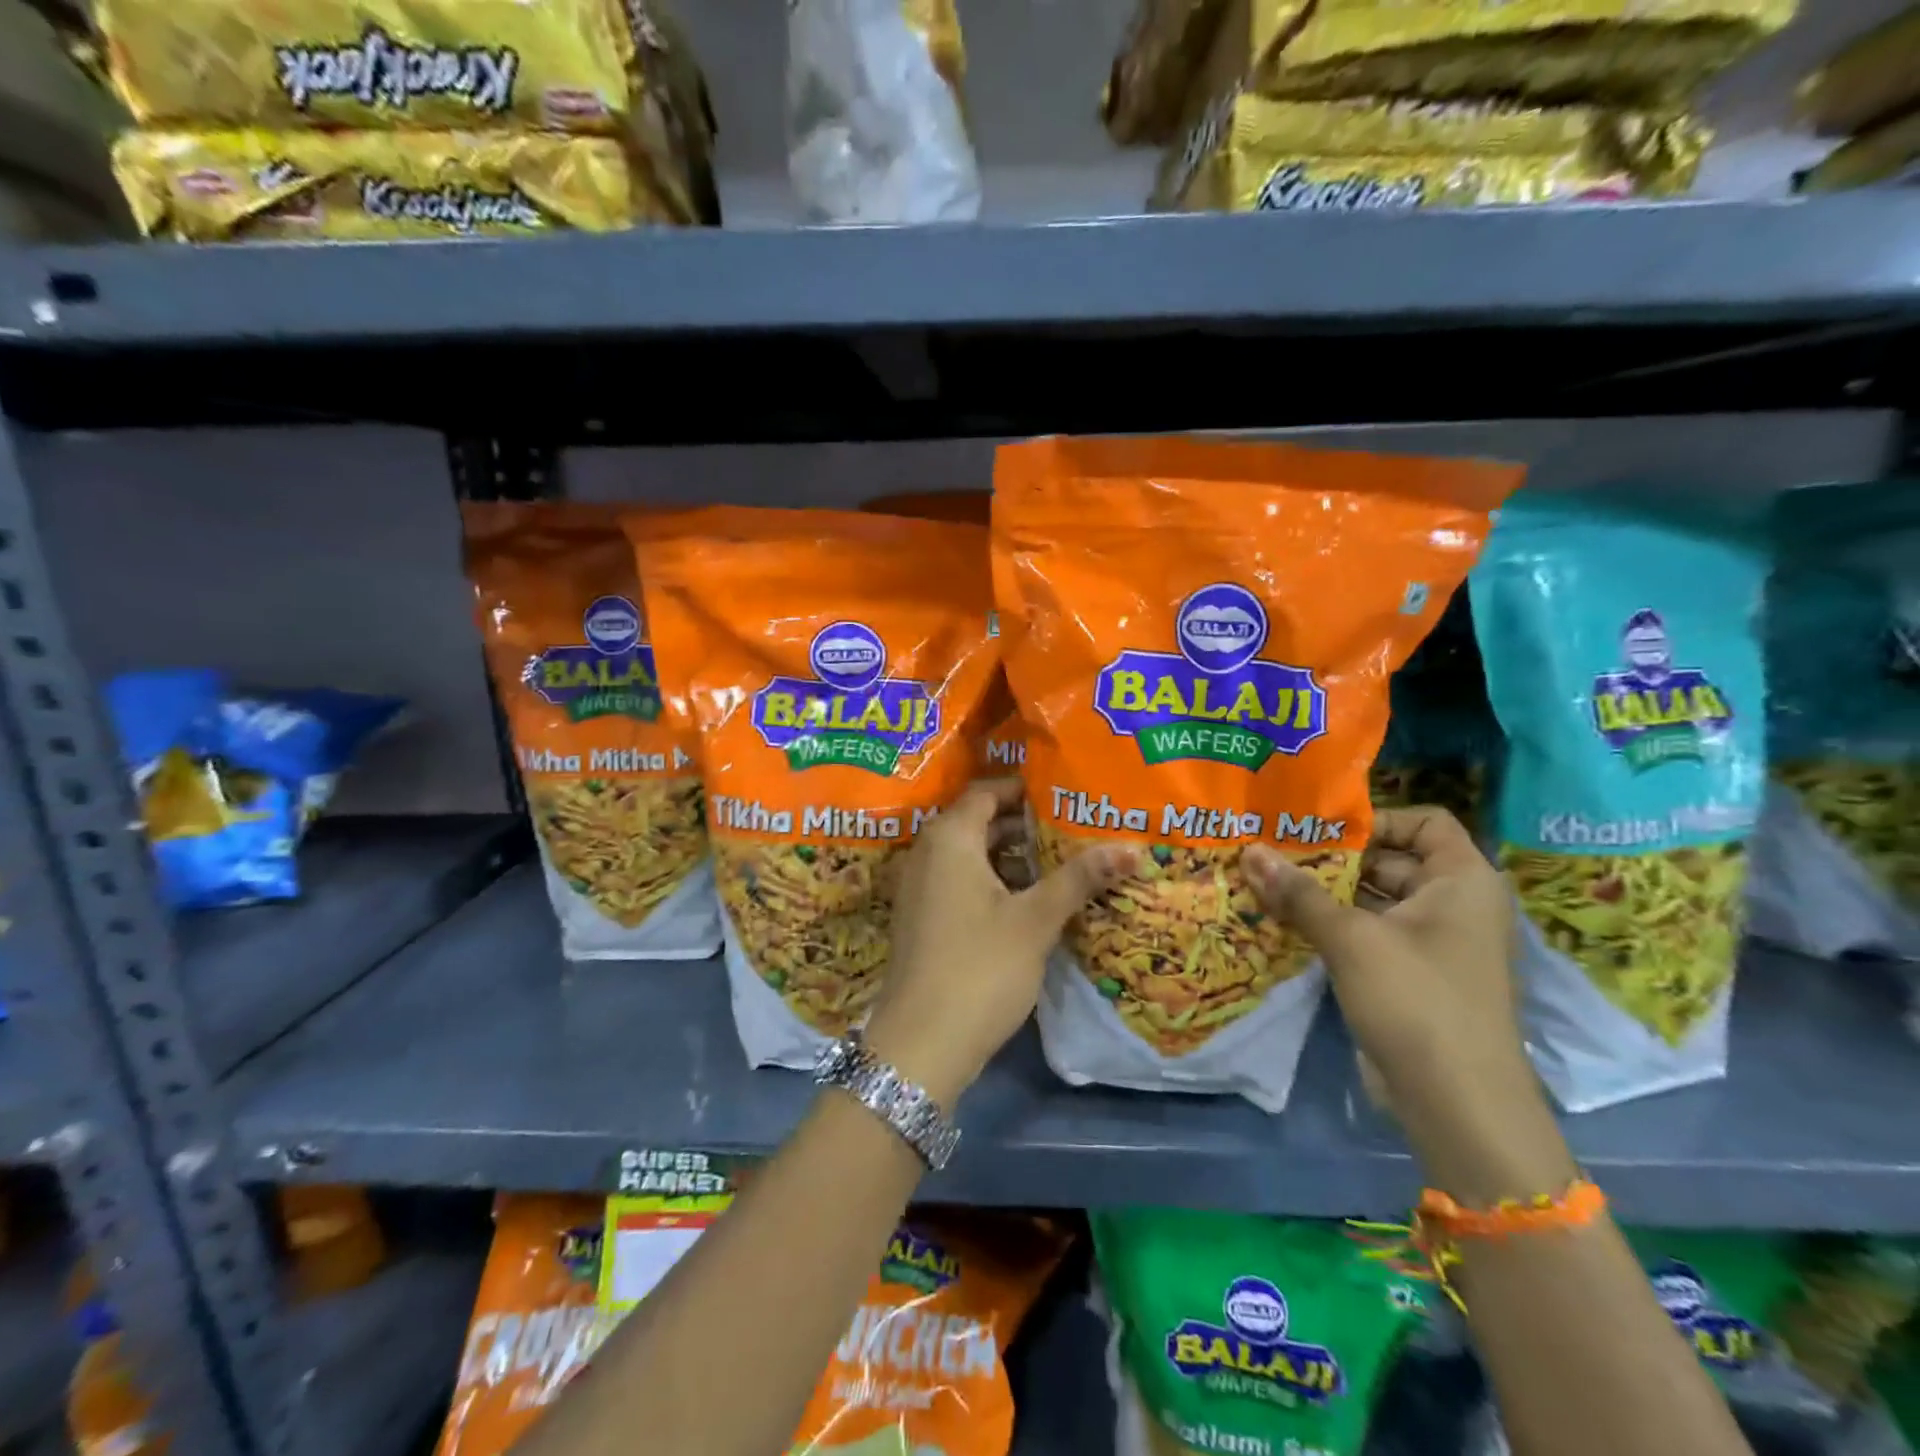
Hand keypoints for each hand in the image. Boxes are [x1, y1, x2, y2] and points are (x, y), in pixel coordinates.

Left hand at [865, 780, 1134, 1106]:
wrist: (921, 1043)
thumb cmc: (979, 968)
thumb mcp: (1035, 920)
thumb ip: (1080, 878)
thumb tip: (1133, 845)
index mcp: (949, 838)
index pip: (986, 791)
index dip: (1023, 788)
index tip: (1064, 792)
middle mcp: (927, 853)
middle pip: (978, 821)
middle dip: (1024, 822)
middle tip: (1072, 825)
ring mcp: (921, 887)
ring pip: (970, 854)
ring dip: (1010, 854)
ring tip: (1061, 859)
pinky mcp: (923, 917)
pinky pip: (960, 880)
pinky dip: (993, 880)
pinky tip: (1030, 899)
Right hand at [1243, 807, 1573, 1202]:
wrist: (1457, 1104)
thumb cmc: (1415, 1000)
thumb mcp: (1351, 938)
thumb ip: (1298, 892)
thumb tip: (1250, 850)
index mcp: (1462, 880)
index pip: (1424, 821)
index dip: (1375, 819)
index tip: (1319, 830)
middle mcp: (1454, 904)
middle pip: (1391, 859)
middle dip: (1333, 857)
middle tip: (1275, 852)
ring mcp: (1433, 942)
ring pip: (1375, 899)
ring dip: (1326, 893)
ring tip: (1268, 882)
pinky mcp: (1411, 975)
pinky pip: (1370, 933)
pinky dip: (1333, 925)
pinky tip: (1285, 921)